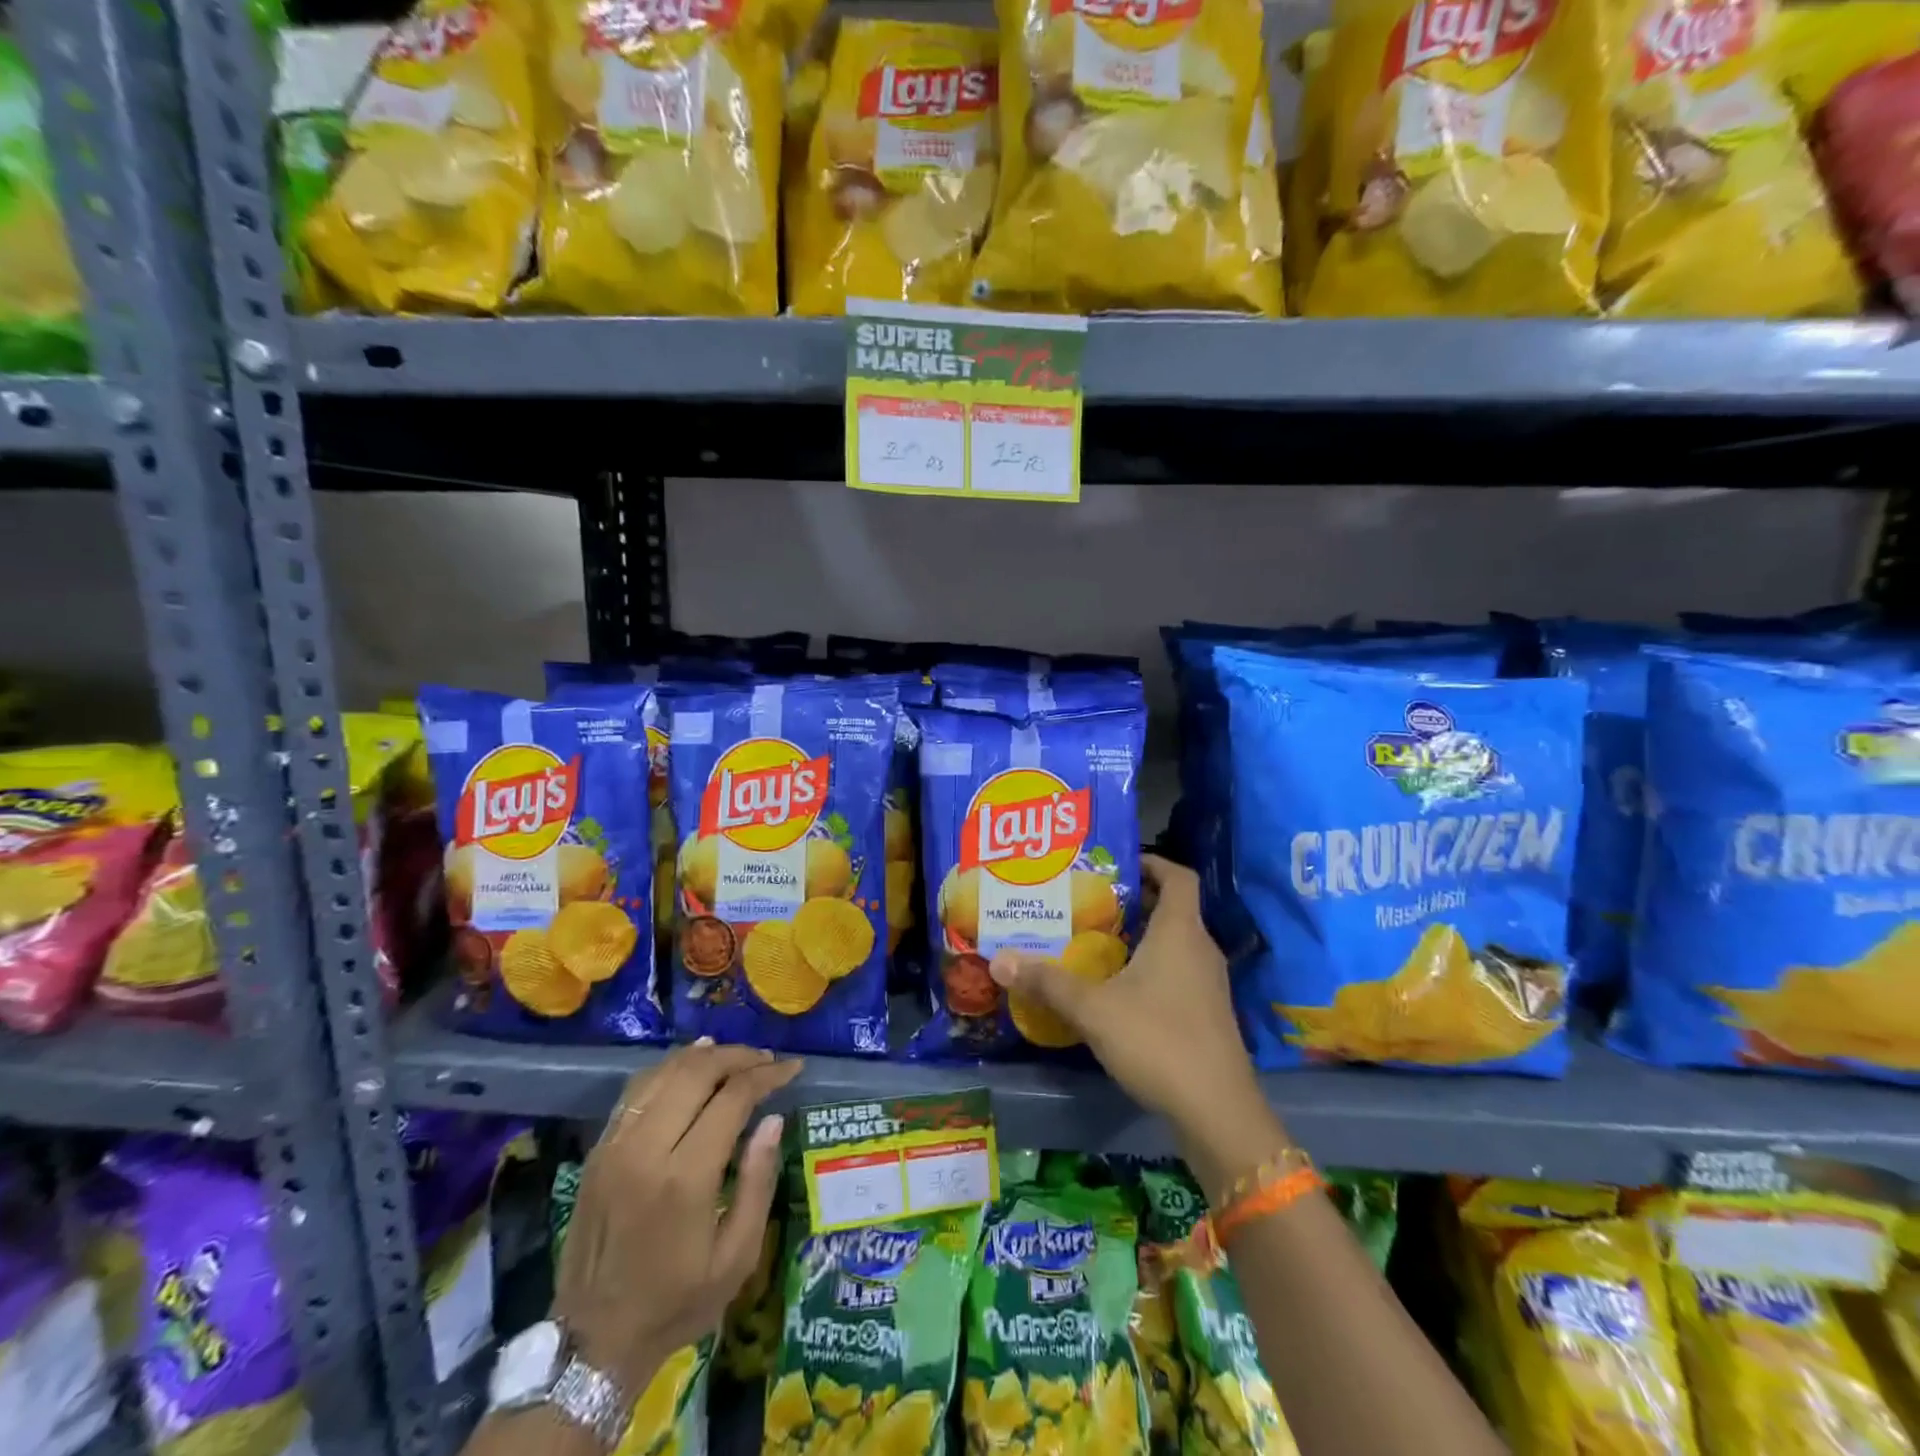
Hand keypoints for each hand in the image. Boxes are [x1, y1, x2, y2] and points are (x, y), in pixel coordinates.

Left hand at [552, 1041, 801, 1396]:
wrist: (593, 1342)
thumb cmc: (676, 1303)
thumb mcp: (736, 1257)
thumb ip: (758, 1182)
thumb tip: (773, 1120)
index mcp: (685, 1178)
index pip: (733, 1097)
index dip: (767, 1075)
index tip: (792, 1068)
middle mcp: (647, 1149)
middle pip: (697, 1072)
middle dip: (738, 1056)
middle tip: (767, 1060)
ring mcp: (616, 1146)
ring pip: (664, 1073)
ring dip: (704, 1056)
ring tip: (735, 1056)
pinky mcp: (598, 1151)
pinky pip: (637, 1091)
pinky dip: (669, 1069)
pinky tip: (690, 1067)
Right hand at [988, 855, 1286, 1198]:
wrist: (1217, 1112)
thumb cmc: (1158, 1041)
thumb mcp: (1093, 1009)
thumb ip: (1047, 982)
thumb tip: (999, 960)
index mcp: (1180, 932)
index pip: (1178, 875)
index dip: (1152, 862)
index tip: (1116, 865)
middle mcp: (1201, 949)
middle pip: (1173, 908)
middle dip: (1134, 901)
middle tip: (1090, 903)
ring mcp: (1209, 984)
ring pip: (1175, 943)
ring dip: (1141, 937)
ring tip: (1096, 942)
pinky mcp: (1208, 1014)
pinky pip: (1178, 973)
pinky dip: (1151, 968)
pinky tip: (1118, 989)